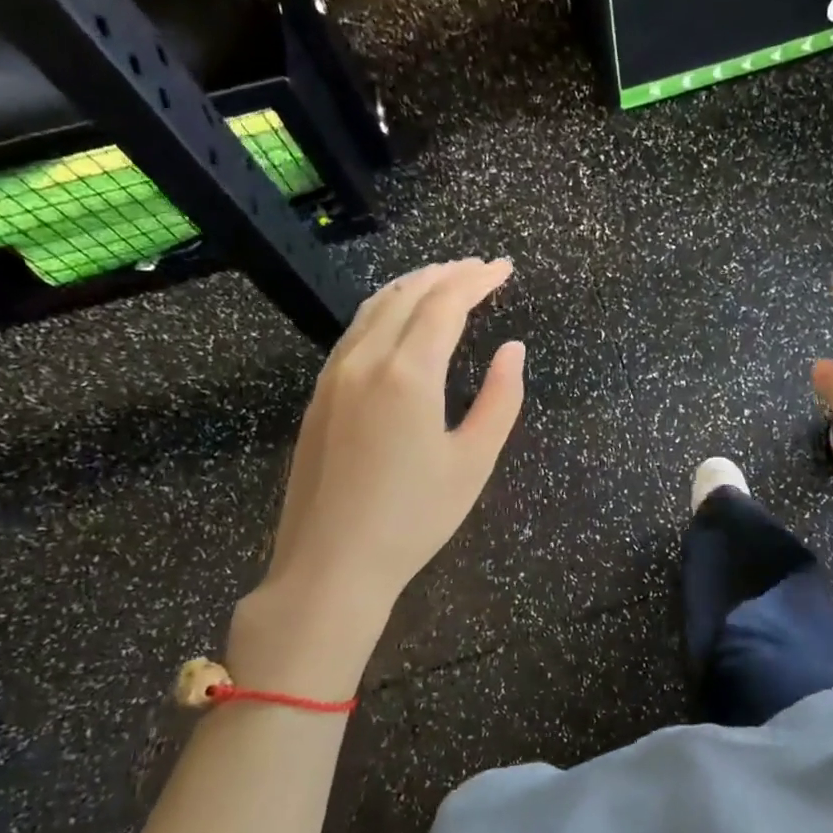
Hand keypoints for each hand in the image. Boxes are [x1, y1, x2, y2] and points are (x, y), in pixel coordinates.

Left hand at [228, 258, 524, 696]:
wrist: (330, 565)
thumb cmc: (414, 518)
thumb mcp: (474, 461)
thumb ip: (501, 399)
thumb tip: (513, 349)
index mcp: (408, 374)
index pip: (445, 304)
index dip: (477, 280)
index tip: (504, 268)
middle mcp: (366, 361)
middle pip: (408, 295)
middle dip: (448, 273)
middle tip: (480, 267)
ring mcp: (335, 375)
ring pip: (375, 308)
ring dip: (413, 285)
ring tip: (444, 278)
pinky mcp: (320, 395)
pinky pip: (355, 331)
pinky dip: (385, 308)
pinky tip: (398, 317)